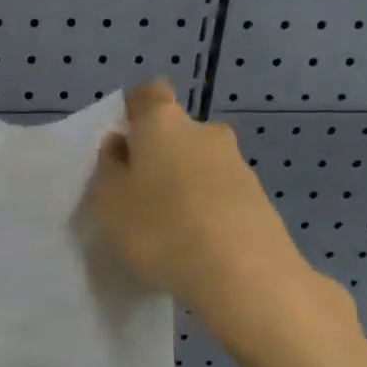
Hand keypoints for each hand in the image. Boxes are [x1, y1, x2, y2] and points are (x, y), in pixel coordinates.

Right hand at [89, 81, 355, 366]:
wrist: (242, 272)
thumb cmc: (159, 228)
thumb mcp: (109, 203)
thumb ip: (109, 170)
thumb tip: (120, 148)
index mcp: (163, 123)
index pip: (148, 94)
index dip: (132, 112)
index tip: (119, 144)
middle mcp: (205, 132)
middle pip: (175, 132)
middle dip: (156, 154)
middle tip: (134, 193)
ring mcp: (237, 165)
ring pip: (198, 164)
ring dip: (180, 184)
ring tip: (161, 227)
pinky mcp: (257, 199)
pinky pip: (218, 194)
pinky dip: (202, 208)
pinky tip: (189, 243)